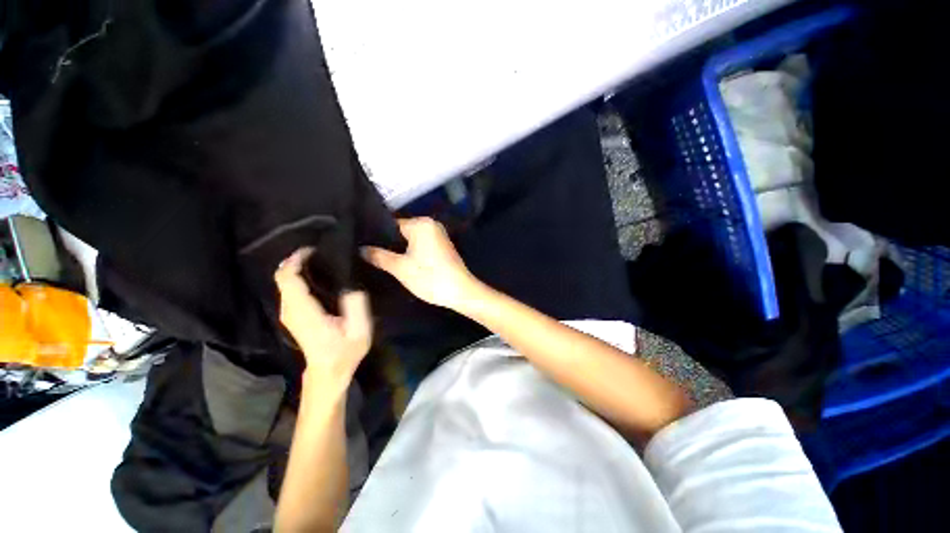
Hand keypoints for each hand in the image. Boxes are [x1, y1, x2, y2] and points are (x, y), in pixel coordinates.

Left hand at [274, 248, 371, 388]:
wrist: (328, 371)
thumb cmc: (345, 352)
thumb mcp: (360, 330)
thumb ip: (356, 305)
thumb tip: (350, 284)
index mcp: (306, 312)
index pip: (289, 279)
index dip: (296, 260)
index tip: (314, 249)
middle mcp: (291, 310)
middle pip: (282, 277)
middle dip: (296, 260)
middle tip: (319, 251)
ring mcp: (289, 314)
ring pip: (283, 282)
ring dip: (296, 267)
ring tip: (318, 259)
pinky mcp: (292, 315)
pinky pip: (288, 289)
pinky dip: (296, 277)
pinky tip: (313, 274)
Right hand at [362, 217, 482, 311]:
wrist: (461, 292)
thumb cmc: (430, 278)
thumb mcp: (401, 268)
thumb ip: (379, 256)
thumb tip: (362, 249)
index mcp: (421, 224)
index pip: (390, 224)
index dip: (376, 235)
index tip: (362, 244)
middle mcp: (431, 224)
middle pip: (401, 231)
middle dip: (387, 242)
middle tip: (368, 254)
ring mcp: (438, 235)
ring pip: (410, 239)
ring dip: (399, 248)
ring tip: (380, 258)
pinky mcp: (442, 246)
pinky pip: (421, 244)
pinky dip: (411, 251)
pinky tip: (400, 261)